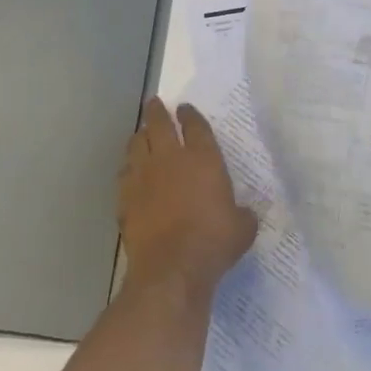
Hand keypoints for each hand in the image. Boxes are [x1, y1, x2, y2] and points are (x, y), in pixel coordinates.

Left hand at [117, 99, 256, 296]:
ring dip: (140, 136)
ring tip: (142, 134)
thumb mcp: (242, 229)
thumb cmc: (213, 242)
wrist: (171, 267)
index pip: (195, 126)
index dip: (190, 115)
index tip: (185, 108)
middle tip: (154, 103)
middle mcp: (170, 158)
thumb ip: (243, 215)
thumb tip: (245, 214)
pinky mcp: (125, 196)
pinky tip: (130, 172)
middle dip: (157, 111)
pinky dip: (128, 168)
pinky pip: (125, 173)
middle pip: (159, 124)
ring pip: (137, 144)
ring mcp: (143, 175)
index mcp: (203, 158)